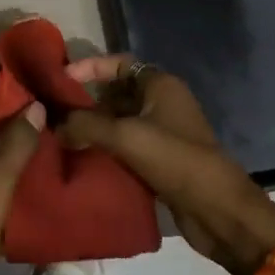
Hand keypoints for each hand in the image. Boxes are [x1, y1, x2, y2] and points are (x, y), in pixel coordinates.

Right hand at [59, 55, 274, 274]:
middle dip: (87, 101)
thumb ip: (86, 125)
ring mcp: (163, 133)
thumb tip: (55, 125)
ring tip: (62, 136)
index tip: (61, 80)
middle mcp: (162, 103)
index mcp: (161, 85)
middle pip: (117, 92)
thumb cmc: (175, 160)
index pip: (119, 63)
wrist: (219, 211)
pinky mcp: (160, 160)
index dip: (90, 67)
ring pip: (120, 121)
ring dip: (94, 128)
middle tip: (55, 112)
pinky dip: (105, 149)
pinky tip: (82, 158)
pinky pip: (126, 146)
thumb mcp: (126, 137)